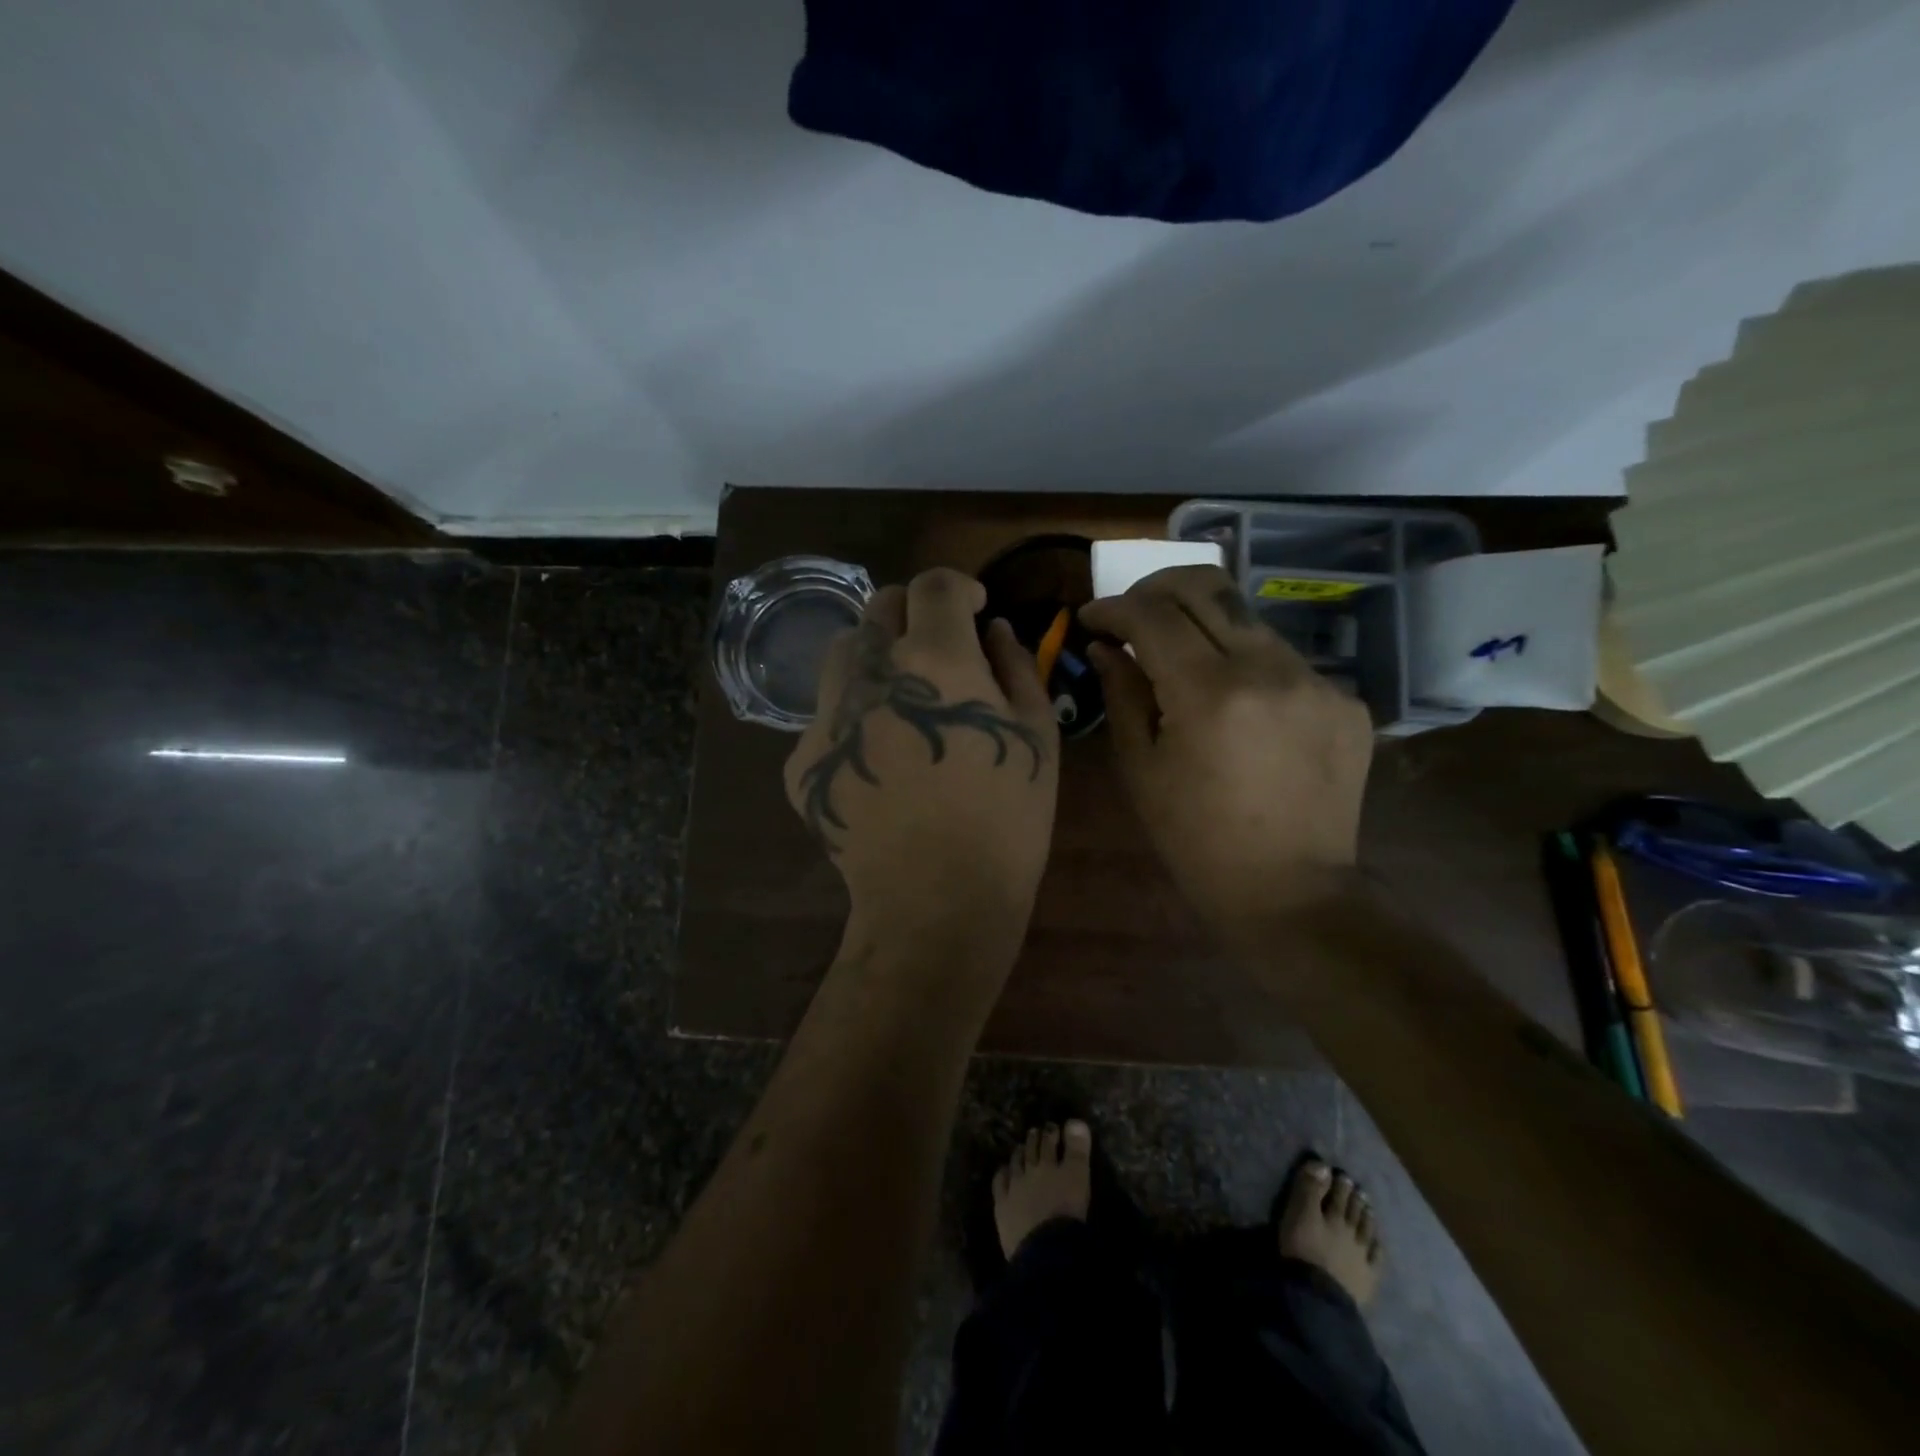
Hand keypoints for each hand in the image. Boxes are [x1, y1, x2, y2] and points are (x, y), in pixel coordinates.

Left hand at [786, 569, 1059, 951]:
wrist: (936, 899)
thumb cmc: (1006, 818)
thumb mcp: (1036, 735)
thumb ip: (1016, 666)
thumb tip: (993, 630)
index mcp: (935, 659)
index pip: (933, 585)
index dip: (958, 587)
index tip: (973, 608)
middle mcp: (871, 673)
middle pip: (879, 607)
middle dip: (914, 613)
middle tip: (939, 648)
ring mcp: (827, 716)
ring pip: (844, 652)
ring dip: (876, 655)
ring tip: (902, 695)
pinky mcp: (801, 759)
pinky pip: (826, 714)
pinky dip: (854, 715)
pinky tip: (878, 756)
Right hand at [1079, 565, 1372, 941]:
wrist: (1290, 891)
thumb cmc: (1196, 839)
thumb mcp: (1141, 769)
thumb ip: (1122, 694)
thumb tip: (1106, 646)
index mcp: (1210, 694)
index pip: (1154, 615)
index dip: (1114, 608)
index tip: (1091, 618)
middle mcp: (1270, 670)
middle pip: (1207, 587)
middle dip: (1156, 588)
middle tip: (1132, 613)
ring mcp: (1317, 681)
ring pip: (1247, 619)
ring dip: (1203, 627)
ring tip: (1181, 662)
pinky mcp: (1346, 699)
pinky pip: (1282, 659)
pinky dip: (1246, 665)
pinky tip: (1235, 706)